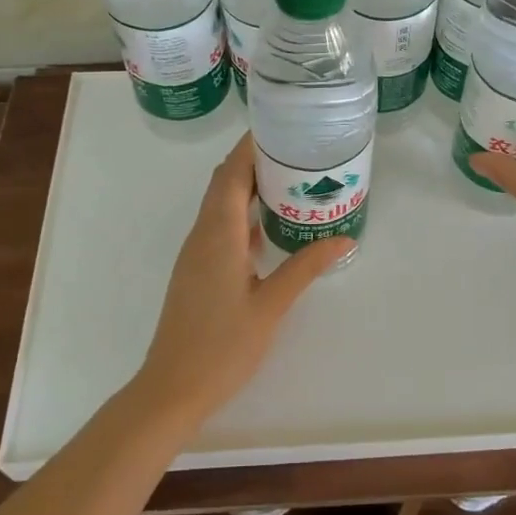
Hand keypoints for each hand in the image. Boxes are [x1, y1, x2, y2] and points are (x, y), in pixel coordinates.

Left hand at [134, 132, 350, 421]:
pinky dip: (242, 212)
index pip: (232, 172)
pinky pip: (218, 225)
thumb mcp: (271, 306)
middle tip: (297, 152)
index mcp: (218, 234)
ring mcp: (195, 252)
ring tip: (290, 180)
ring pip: (220, 203)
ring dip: (248, 186)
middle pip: (225, 182)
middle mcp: (202, 234)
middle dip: (255, 161)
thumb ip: (306, 267)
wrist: (172, 388)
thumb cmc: (222, 347)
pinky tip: (269, 225)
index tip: (282, 126)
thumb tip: (343, 238)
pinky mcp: (196, 269)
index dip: (252, 146)